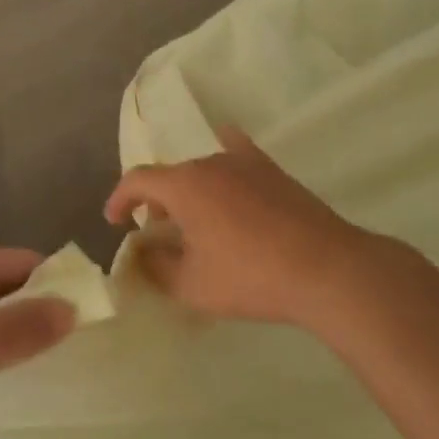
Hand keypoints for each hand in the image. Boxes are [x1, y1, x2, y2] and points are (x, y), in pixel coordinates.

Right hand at [104, 127, 368, 326]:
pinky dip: (224, 159)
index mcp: (183, 185)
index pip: (137, 179)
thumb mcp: (191, 285)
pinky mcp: (272, 170)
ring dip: (189, 193)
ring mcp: (244, 162)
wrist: (323, 268)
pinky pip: (238, 153)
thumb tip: (143, 252)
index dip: (119, 199)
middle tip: (159, 237)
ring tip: (196, 224)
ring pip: (202, 171)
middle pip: (171, 176)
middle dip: (157, 204)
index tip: (114, 222)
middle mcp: (209, 162)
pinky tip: (228, 161)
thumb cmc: (249, 276)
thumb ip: (156, 267)